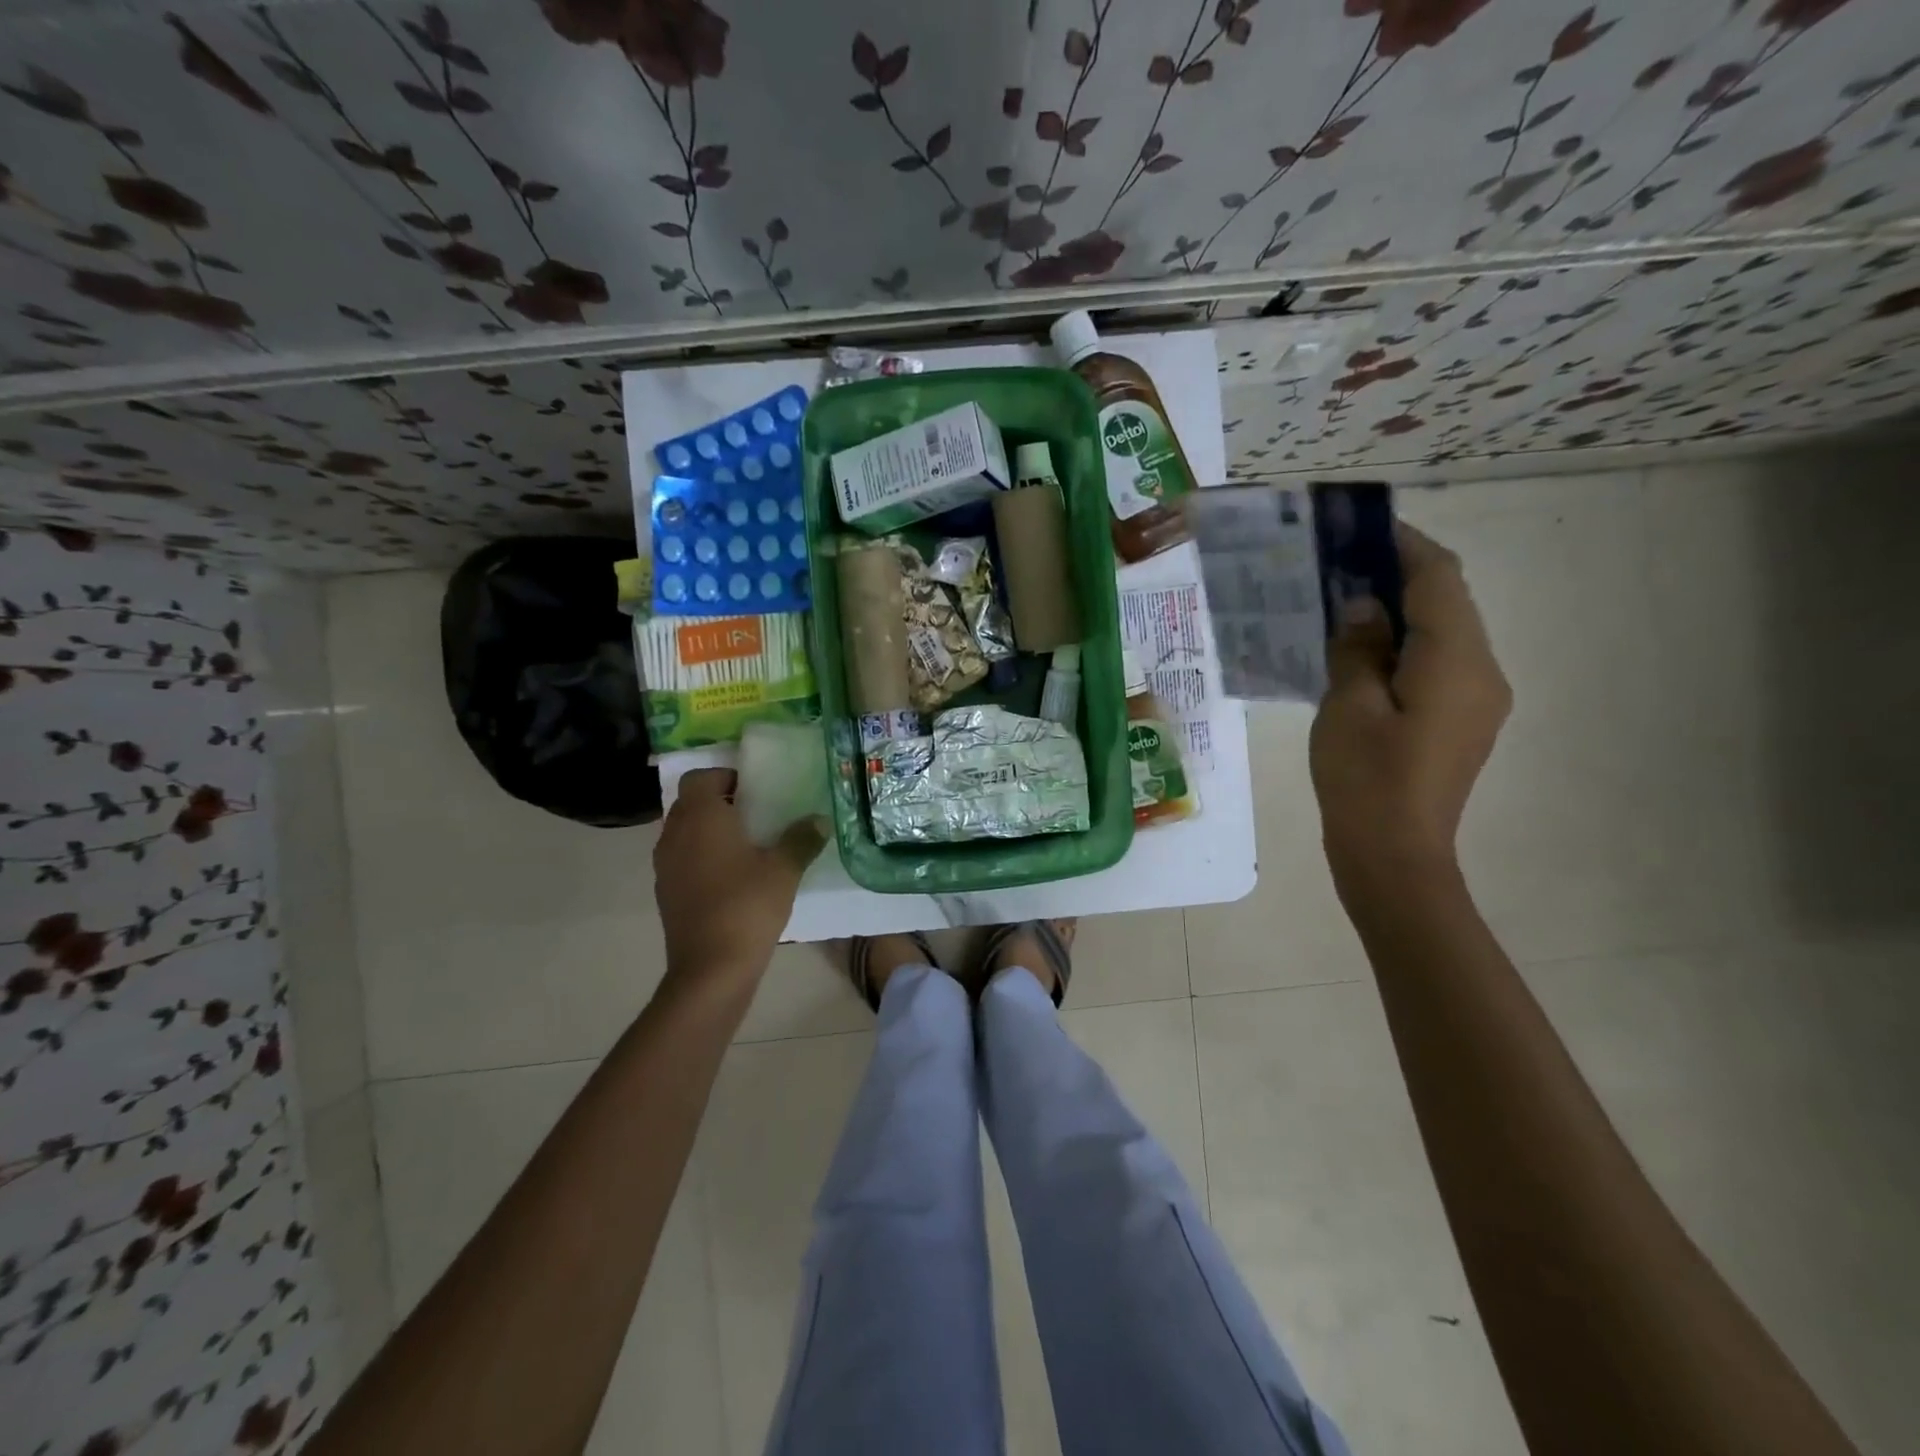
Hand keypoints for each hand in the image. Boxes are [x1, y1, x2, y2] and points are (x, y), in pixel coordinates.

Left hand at [653, 769, 826, 985]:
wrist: (711, 968)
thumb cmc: (747, 906)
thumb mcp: (784, 869)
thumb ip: (802, 838)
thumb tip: (819, 820)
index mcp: (700, 817)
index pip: (700, 777)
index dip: (725, 776)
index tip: (755, 789)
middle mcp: (675, 834)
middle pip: (690, 803)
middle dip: (719, 802)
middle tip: (756, 813)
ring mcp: (665, 866)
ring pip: (684, 832)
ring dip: (710, 831)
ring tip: (747, 844)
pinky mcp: (666, 892)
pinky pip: (683, 859)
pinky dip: (702, 857)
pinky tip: (733, 876)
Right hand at [1310, 522, 1510, 880]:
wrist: (1393, 856)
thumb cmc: (1365, 780)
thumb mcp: (1347, 706)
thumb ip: (1357, 646)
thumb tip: (1361, 605)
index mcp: (1456, 661)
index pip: (1438, 577)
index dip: (1400, 544)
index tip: (1355, 528)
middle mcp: (1482, 671)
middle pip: (1446, 600)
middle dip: (1395, 573)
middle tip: (1335, 565)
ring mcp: (1476, 698)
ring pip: (1441, 631)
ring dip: (1397, 609)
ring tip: (1339, 603)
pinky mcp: (1460, 720)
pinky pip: (1436, 662)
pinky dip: (1401, 643)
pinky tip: (1358, 651)